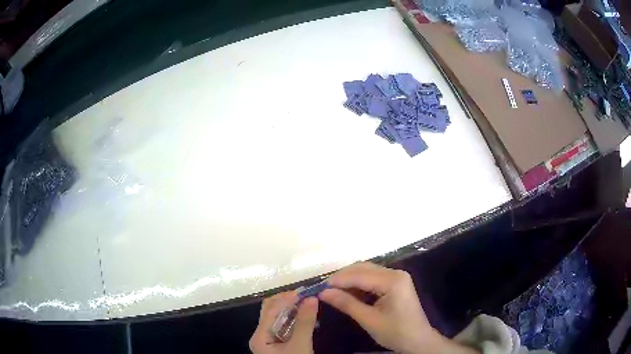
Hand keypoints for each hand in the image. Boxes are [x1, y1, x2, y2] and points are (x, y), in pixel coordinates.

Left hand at [249, 291, 318, 353]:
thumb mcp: (300, 344)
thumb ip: (304, 323)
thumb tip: (311, 298)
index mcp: (259, 336)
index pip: (270, 310)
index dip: (287, 299)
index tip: (305, 291)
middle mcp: (261, 336)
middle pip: (271, 311)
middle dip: (288, 302)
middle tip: (307, 296)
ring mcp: (269, 340)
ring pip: (279, 319)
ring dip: (293, 310)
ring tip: (309, 304)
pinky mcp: (279, 345)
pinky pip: (285, 327)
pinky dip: (295, 320)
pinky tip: (306, 318)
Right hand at [320, 262, 477, 353]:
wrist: (418, 340)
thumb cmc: (395, 332)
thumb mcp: (369, 320)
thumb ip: (346, 304)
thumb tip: (323, 293)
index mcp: (393, 281)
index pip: (360, 275)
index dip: (338, 280)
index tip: (319, 287)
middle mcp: (396, 273)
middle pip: (363, 268)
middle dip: (342, 277)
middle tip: (324, 289)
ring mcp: (397, 277)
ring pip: (367, 271)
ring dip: (350, 280)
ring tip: (333, 291)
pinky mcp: (396, 283)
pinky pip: (373, 278)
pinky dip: (359, 284)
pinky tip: (348, 293)